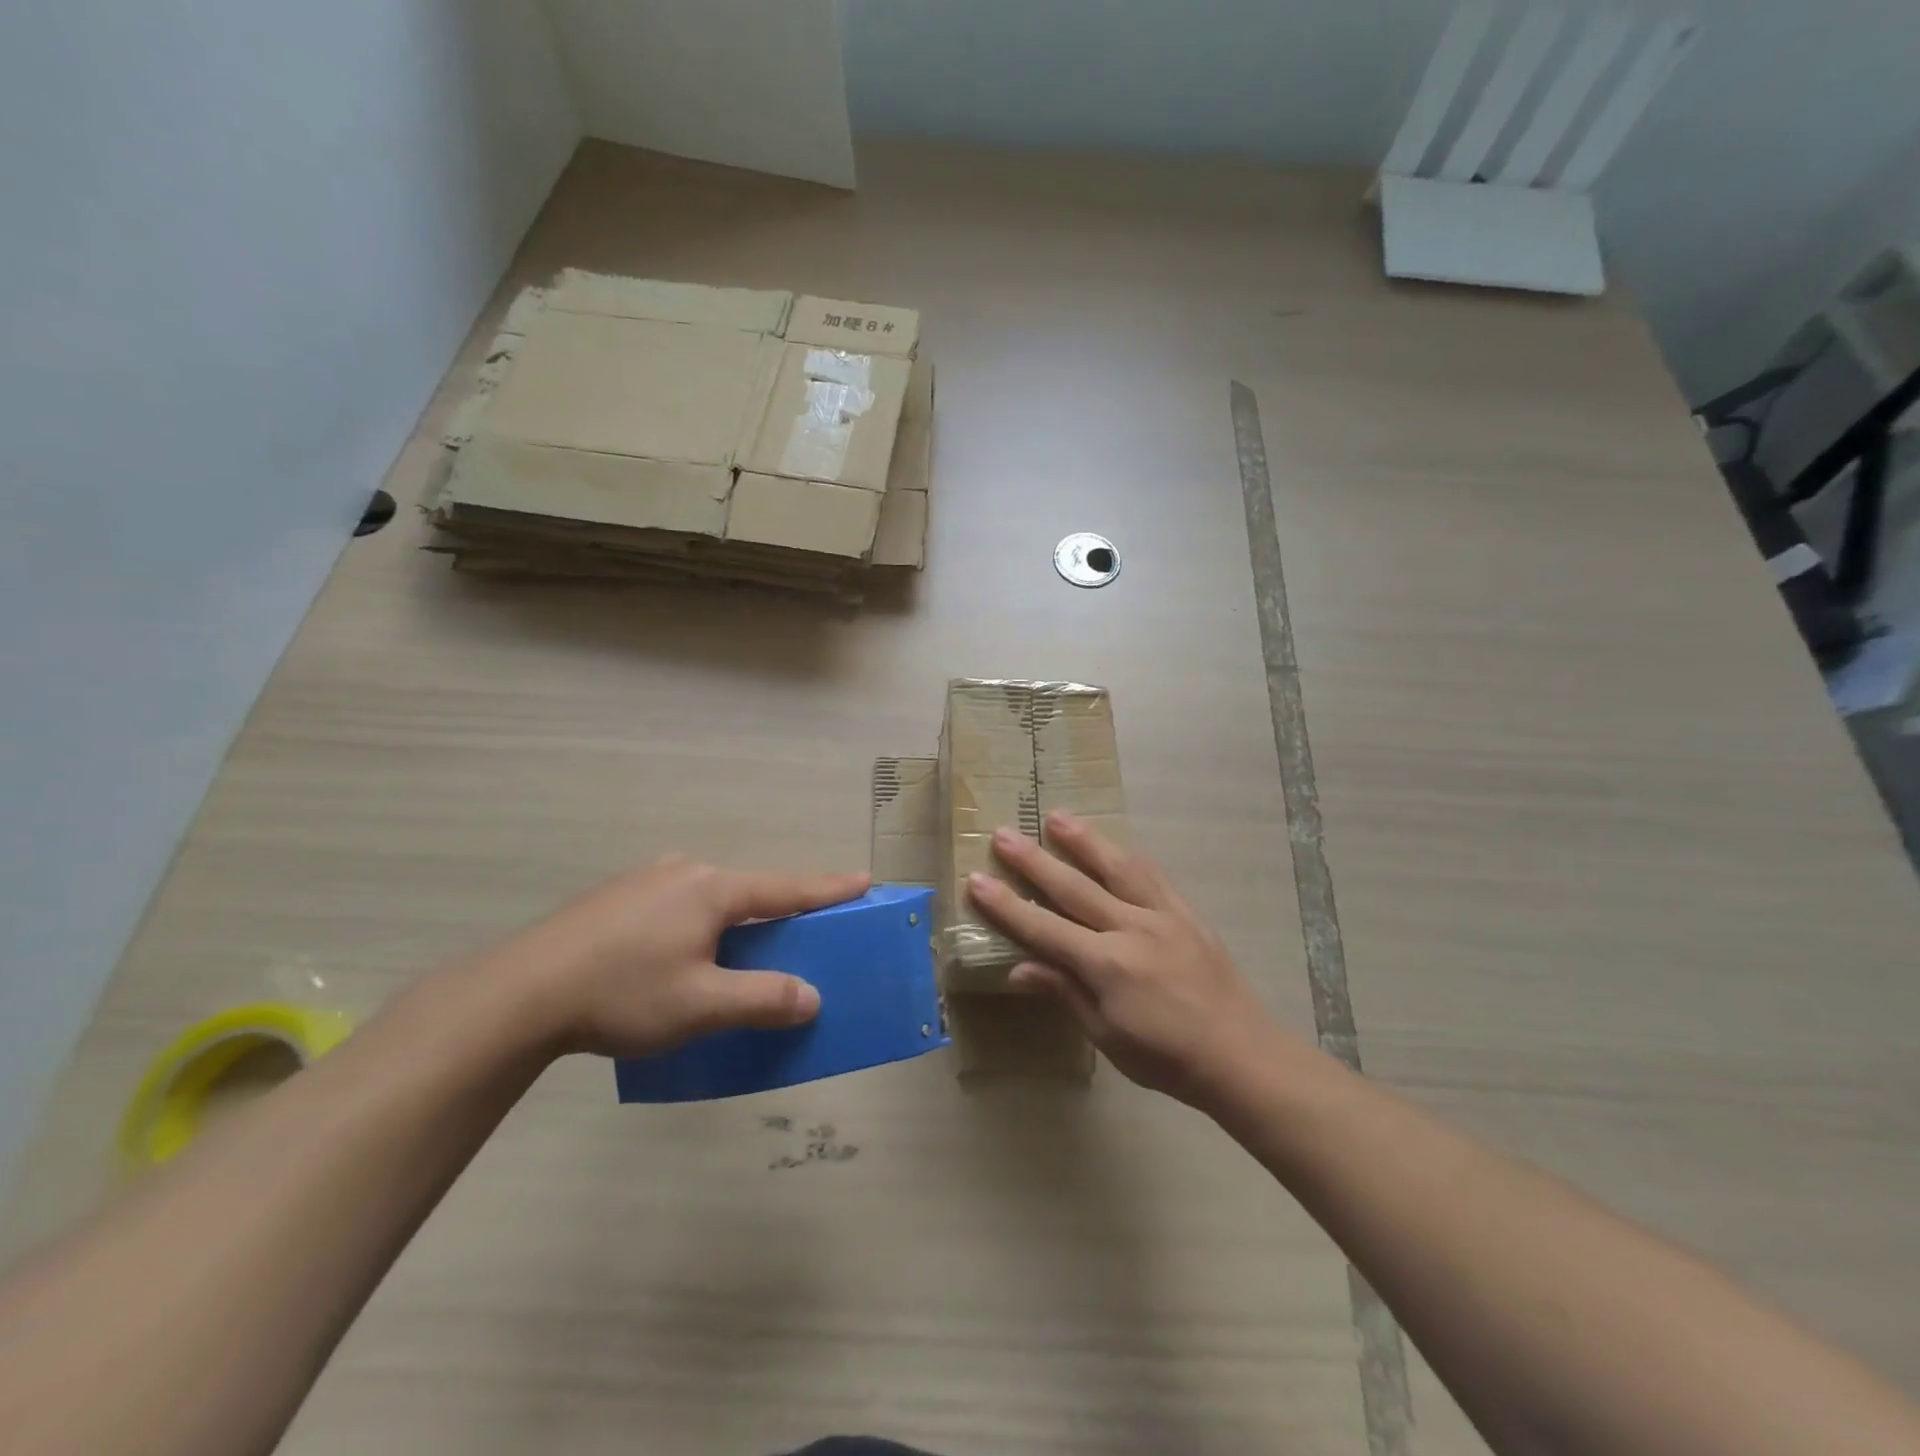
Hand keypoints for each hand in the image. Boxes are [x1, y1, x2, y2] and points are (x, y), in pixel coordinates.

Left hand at [487, 857, 868, 1058]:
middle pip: (748, 890)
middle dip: (777, 910)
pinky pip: (677, 906)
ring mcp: (645, 880)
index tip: (865, 879)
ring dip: (734, 921)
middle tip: (800, 930)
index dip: (828, 888)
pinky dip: (698, 925)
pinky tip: (679, 956)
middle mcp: (683, 872)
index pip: (785, 888)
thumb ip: (762, 999)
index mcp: (711, 889)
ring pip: (709, 899)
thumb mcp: (701, 1005)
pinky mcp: (615, 898)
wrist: (518, 993)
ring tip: (737, 951)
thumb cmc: (622, 994)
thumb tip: (810, 997)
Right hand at [966, 812, 1296, 1108]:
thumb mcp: (1107, 1035)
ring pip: (1115, 867)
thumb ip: (1065, 992)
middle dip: (1033, 861)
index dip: (1007, 906)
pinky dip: (1127, 856)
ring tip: (1056, 816)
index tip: (977, 880)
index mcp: (1106, 965)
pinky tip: (1114, 844)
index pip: (1044, 928)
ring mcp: (1161, 915)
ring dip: (1083, 840)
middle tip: (1003, 834)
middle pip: (1073, 888)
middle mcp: (1130, 928)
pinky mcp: (1185, 912)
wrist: (1241, 1054)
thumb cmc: (1166, 1058)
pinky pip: (1152, 875)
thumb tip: (1019, 969)